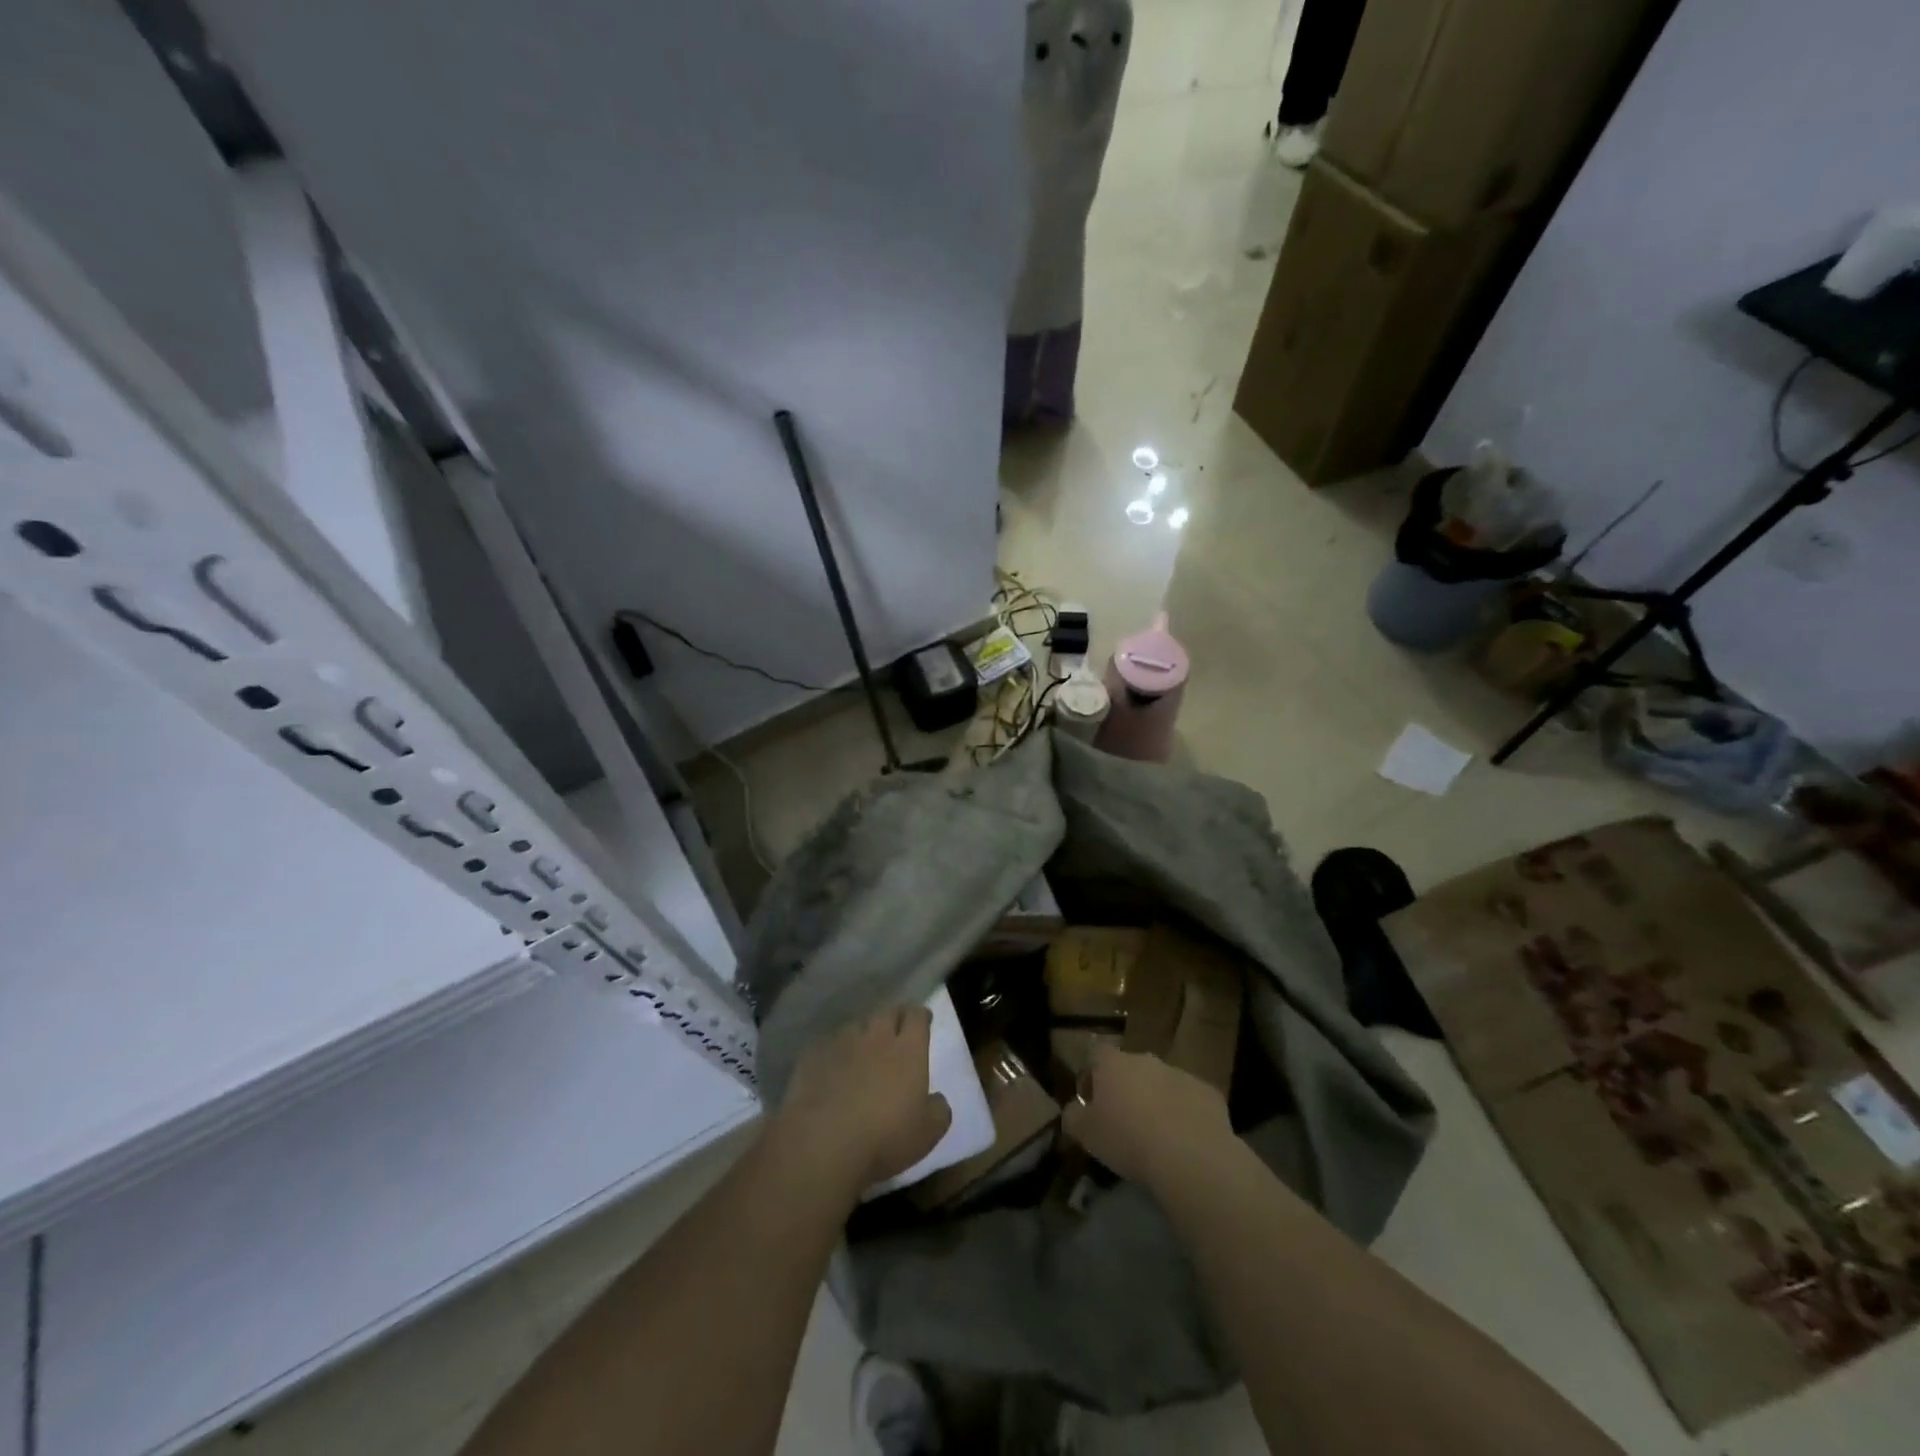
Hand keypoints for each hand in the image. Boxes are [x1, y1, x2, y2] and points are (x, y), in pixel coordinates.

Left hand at [772, 1006, 951, 1196]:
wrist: (823, 1143)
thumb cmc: (884, 1137)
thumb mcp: (928, 1134)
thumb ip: (939, 1110)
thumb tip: (937, 1099)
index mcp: (908, 1049)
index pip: (917, 1016)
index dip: (921, 1016)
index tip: (923, 1020)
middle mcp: (876, 1036)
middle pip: (887, 1013)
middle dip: (894, 1018)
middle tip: (896, 1030)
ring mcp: (842, 1043)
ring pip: (856, 1025)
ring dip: (863, 1033)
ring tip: (862, 1048)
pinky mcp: (813, 1055)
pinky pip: (828, 1044)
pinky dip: (834, 1051)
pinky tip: (832, 1066)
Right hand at [1061, 1043, 1234, 1190]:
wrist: (1190, 1157)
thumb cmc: (1128, 1140)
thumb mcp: (1086, 1134)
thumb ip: (1073, 1117)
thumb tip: (1072, 1111)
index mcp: (1114, 1063)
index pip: (1095, 1054)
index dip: (1091, 1075)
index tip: (1091, 1101)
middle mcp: (1146, 1060)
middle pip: (1130, 1069)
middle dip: (1126, 1090)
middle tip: (1124, 1123)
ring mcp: (1180, 1074)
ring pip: (1162, 1084)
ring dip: (1156, 1102)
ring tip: (1157, 1137)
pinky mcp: (1209, 1093)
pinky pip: (1190, 1101)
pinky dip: (1185, 1116)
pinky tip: (1185, 1143)